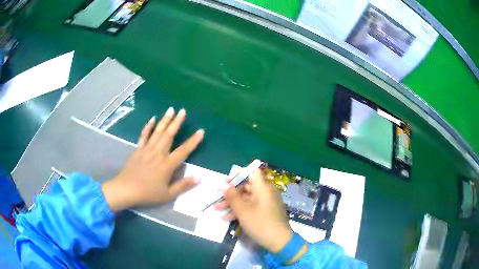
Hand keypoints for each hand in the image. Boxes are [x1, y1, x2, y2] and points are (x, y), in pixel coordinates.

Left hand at [102, 107, 203, 211]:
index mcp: (167, 165)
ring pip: (157, 132)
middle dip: (177, 122)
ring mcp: (147, 149)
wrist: (126, 189)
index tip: (201, 131)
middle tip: (183, 110)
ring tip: (171, 109)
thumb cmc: (148, 193)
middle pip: (169, 135)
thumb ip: (183, 185)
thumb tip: (200, 178)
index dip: (193, 141)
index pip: (183, 151)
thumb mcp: (168, 194)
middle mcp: (158, 153)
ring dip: (165, 120)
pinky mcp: (138, 149)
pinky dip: (148, 127)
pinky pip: (144, 135)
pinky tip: (152, 119)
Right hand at [214, 169, 292, 252]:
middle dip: (230, 192)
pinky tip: (227, 218)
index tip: (226, 182)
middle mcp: (266, 192)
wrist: (279, 242)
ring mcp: (266, 203)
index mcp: (263, 187)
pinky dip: (240, 210)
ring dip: (232, 203)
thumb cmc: (260, 223)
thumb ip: (232, 196)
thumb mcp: (243, 210)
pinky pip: (251, 207)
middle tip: (217, 198)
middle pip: (247, 186)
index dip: (238, 174)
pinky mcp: (266, 212)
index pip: (251, 171)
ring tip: (217, 209)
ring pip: (247, 198)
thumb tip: (223, 183)